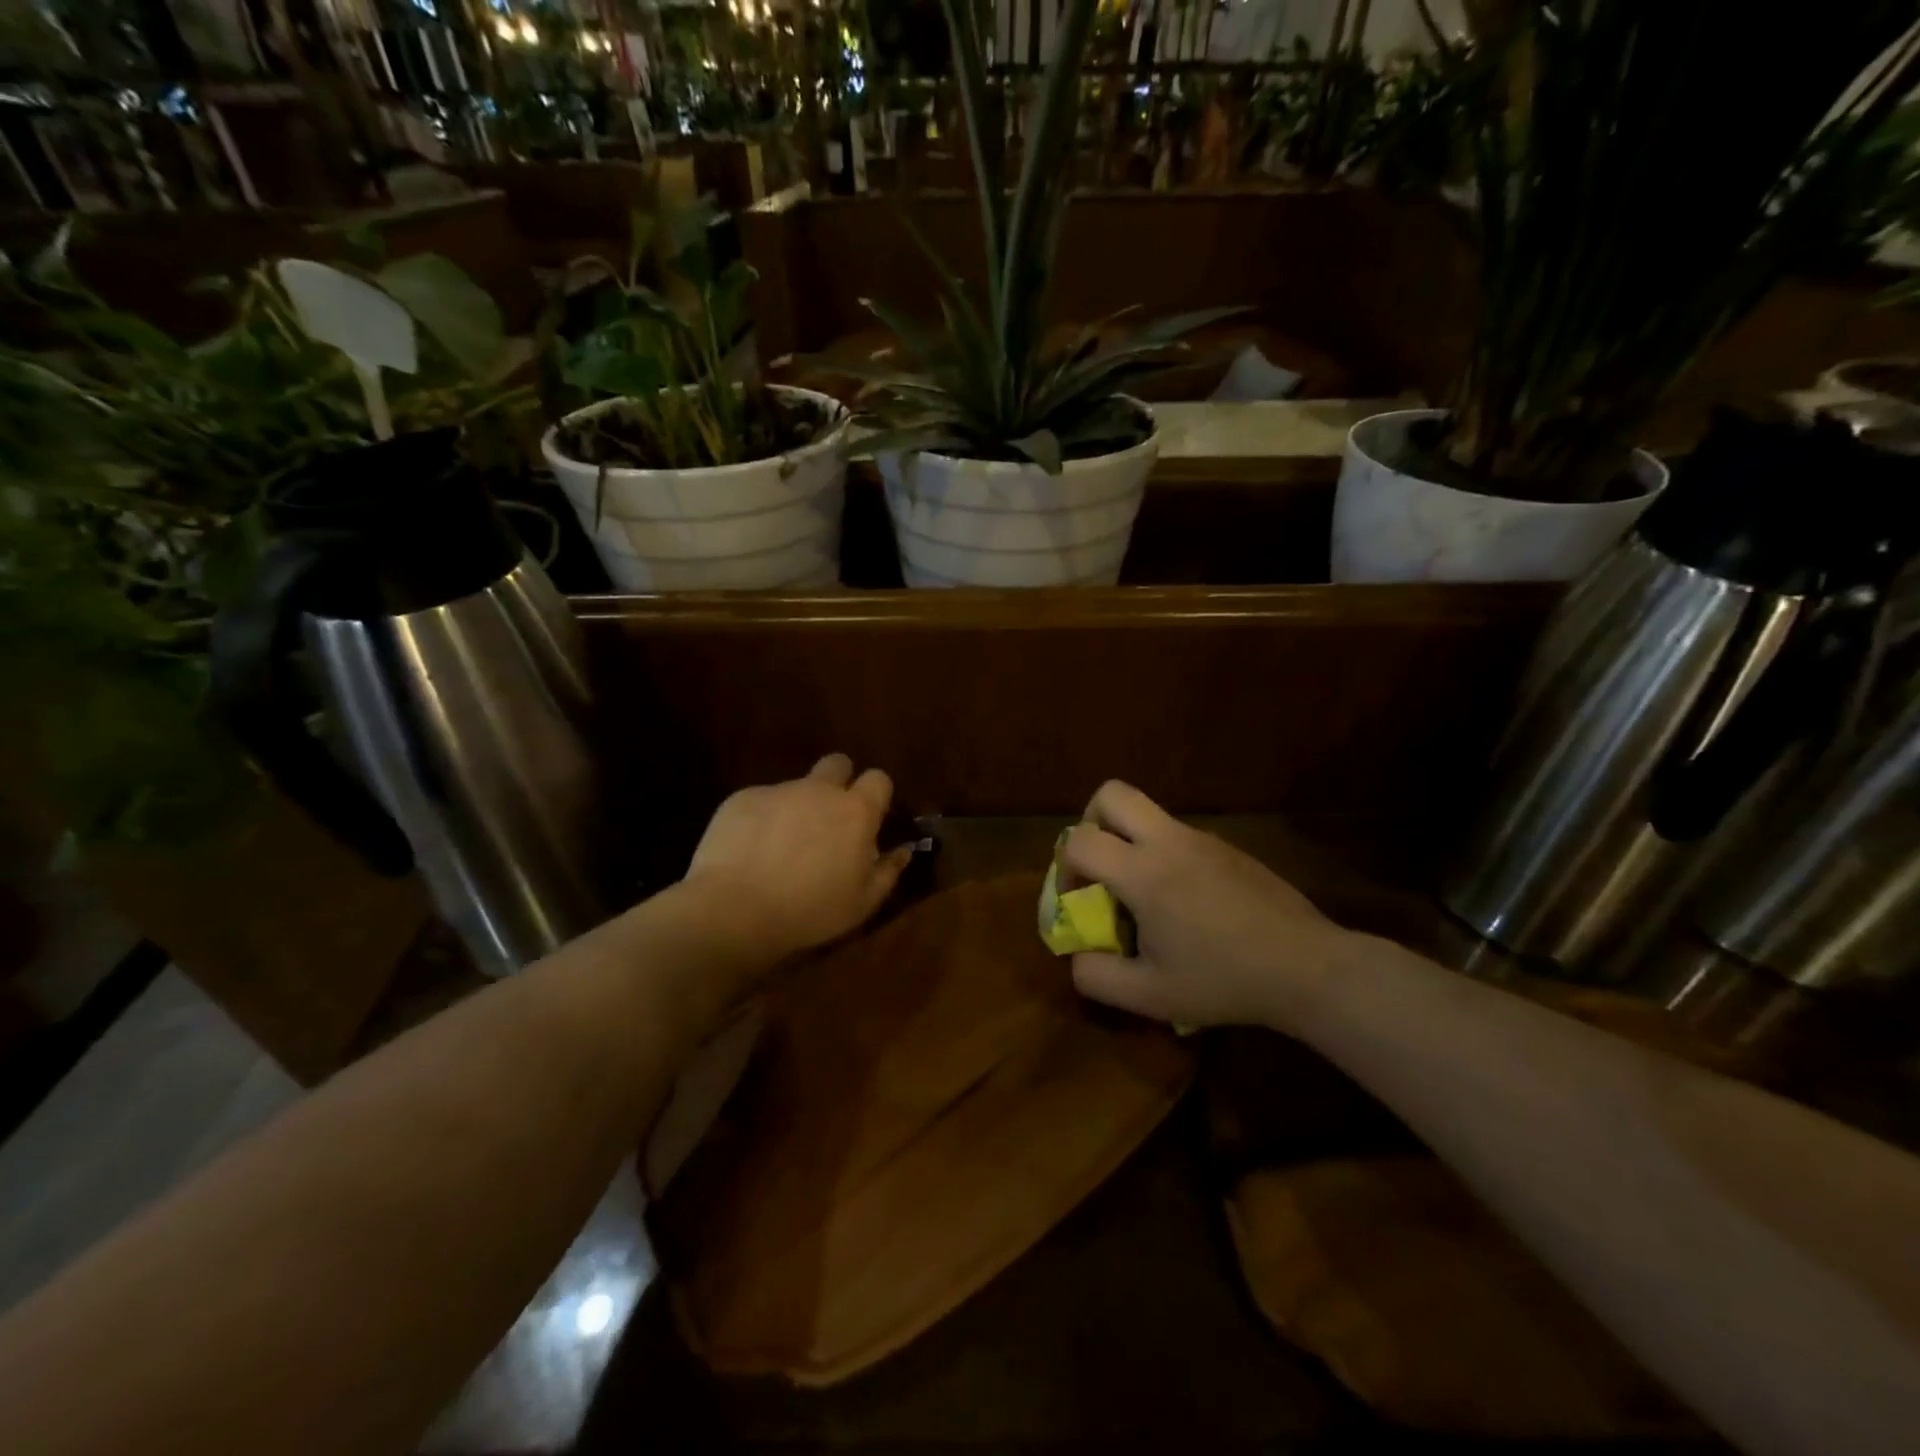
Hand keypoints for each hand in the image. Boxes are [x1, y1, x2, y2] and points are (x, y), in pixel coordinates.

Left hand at [683, 754, 913, 958]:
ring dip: (798, 807)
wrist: (735, 910)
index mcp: (855, 811)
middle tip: (829, 820)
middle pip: (838, 763)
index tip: (870, 819)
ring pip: (797, 786)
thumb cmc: (810, 910)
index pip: (879, 779)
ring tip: (782, 847)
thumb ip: (888, 871)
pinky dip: (762, 819)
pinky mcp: (741, 798)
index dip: (876, 795)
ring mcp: (778, 790)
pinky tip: (750, 851)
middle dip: (839, 782)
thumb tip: (904, 850)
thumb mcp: (862, 903)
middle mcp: (818, 790)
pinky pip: (761, 800)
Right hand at [1062, 781, 1354, 1029]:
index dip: (1064, 868)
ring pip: (1147, 812)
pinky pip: (1178, 835)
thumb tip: (1077, 955)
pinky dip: (1163, 855)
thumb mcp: (1150, 995)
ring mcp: (1203, 839)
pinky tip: (1186, 904)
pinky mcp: (1228, 848)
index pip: (1079, 841)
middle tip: (1099, 866)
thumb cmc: (1224, 981)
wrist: (1307, 968)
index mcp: (1144, 873)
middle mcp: (1170, 841)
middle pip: (1111, 794)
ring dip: (1129, 840)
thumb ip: (1096, 976)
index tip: (1077, 900)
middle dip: (1090, 823)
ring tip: (1144, 895)